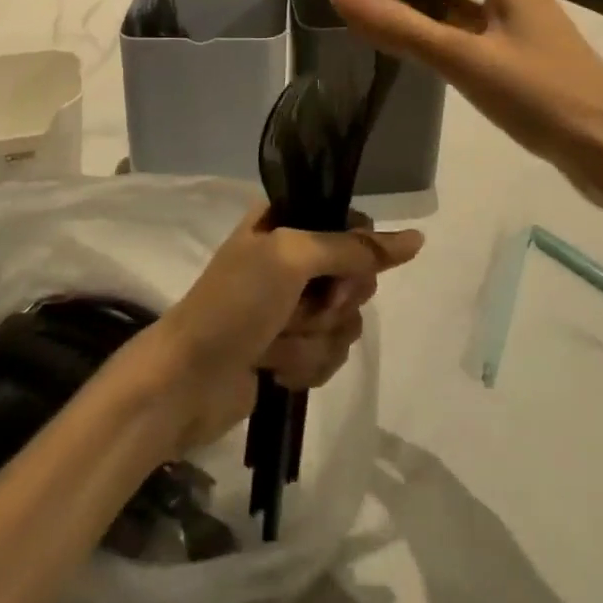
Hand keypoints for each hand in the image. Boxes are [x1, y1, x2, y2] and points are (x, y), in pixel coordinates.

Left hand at [130, 204, 423, 453]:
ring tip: (274, 344)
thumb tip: (416, 239)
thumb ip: (352, 247)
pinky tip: (274, 369)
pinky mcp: (291, 350)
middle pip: (356, 278)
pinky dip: (305, 366)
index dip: (356, 256)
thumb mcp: (291, 258)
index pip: (354, 225)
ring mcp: (292, 307)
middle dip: (331, 306)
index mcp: (287, 221)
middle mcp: (293, 259)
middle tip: (297, 311)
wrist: (186, 381)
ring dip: (312, 341)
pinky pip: (330, 356)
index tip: (337, 278)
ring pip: (345, 324)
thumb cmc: (234, 303)